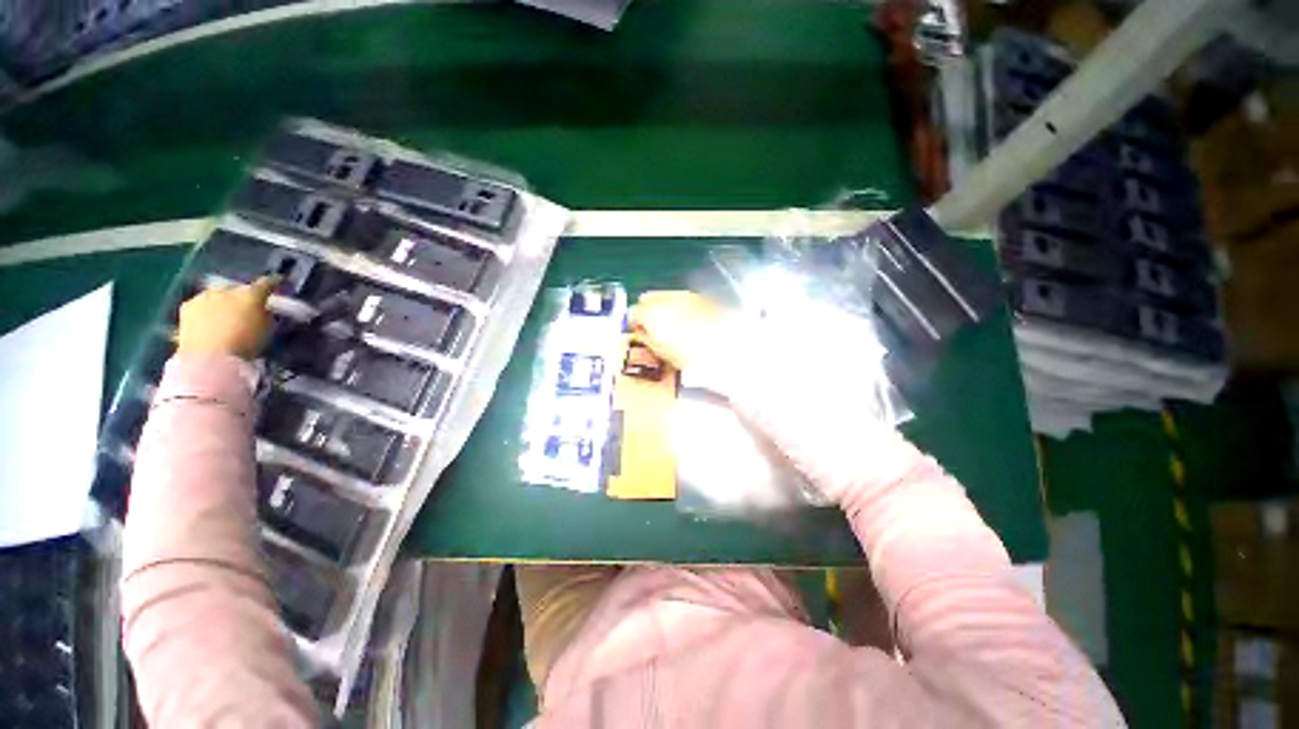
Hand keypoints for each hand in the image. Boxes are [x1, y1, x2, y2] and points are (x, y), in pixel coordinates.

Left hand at [176, 277, 277, 359]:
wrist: (209, 358)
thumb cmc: (246, 346)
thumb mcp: (267, 331)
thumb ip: (264, 316)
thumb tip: (261, 310)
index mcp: (251, 295)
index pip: (266, 283)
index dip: (273, 282)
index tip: (278, 281)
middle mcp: (227, 290)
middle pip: (237, 290)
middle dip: (241, 297)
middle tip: (245, 309)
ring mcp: (204, 297)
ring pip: (217, 297)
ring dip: (222, 304)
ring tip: (224, 319)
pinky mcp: (186, 307)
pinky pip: (201, 305)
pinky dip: (205, 312)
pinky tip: (207, 324)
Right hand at [627, 291, 731, 370]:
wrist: (724, 349)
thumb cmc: (693, 354)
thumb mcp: (660, 352)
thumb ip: (645, 337)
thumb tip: (642, 332)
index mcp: (651, 313)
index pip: (633, 312)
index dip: (635, 324)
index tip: (640, 332)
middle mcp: (667, 299)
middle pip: (647, 299)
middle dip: (647, 311)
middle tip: (653, 328)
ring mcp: (684, 295)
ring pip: (665, 297)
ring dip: (664, 308)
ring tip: (672, 327)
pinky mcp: (700, 297)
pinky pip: (682, 299)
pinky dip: (680, 307)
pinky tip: (687, 322)